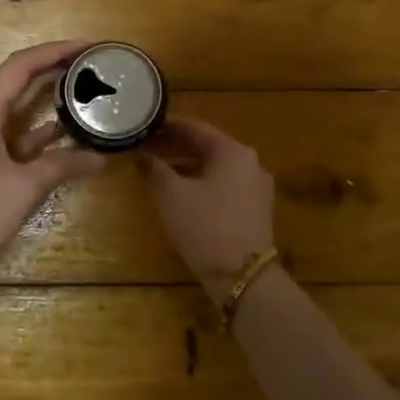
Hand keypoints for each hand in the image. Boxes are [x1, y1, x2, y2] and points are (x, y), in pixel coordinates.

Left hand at [0, 41, 107, 274]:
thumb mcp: (26, 187)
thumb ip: (64, 165)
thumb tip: (102, 158)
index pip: (20, 66)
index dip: (55, 51)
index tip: (87, 46)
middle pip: (12, 81)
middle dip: (50, 71)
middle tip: (88, 66)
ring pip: (6, 107)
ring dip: (40, 100)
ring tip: (78, 92)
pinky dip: (27, 129)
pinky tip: (57, 131)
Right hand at [138, 117, 277, 300]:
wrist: (242, 275)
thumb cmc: (205, 225)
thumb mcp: (172, 195)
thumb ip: (155, 169)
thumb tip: (144, 156)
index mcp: (233, 151)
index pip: (196, 128)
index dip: (168, 125)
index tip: (146, 124)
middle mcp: (250, 163)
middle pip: (207, 147)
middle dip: (175, 147)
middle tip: (147, 147)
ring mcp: (256, 188)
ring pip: (215, 168)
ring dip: (187, 166)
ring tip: (157, 170)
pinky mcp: (255, 210)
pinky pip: (223, 186)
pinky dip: (201, 183)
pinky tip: (180, 193)